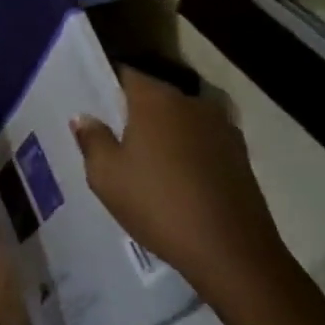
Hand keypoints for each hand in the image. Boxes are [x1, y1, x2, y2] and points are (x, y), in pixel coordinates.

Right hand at [72, 68, 292, 318]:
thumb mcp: (107, 177)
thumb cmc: (159, 205)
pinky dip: (188, 151)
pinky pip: (202, 141)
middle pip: (155, 96)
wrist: (232, 251)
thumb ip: (92, 140)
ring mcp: (221, 126)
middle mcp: (190, 102)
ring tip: (147, 162)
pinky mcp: (240, 153)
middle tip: (115, 138)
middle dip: (135, 112)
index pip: (125, 74)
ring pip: (180, 119)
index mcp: (155, 99)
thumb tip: (84, 117)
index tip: (93, 104)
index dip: (107, 86)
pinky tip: (178, 179)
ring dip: (164, 133)